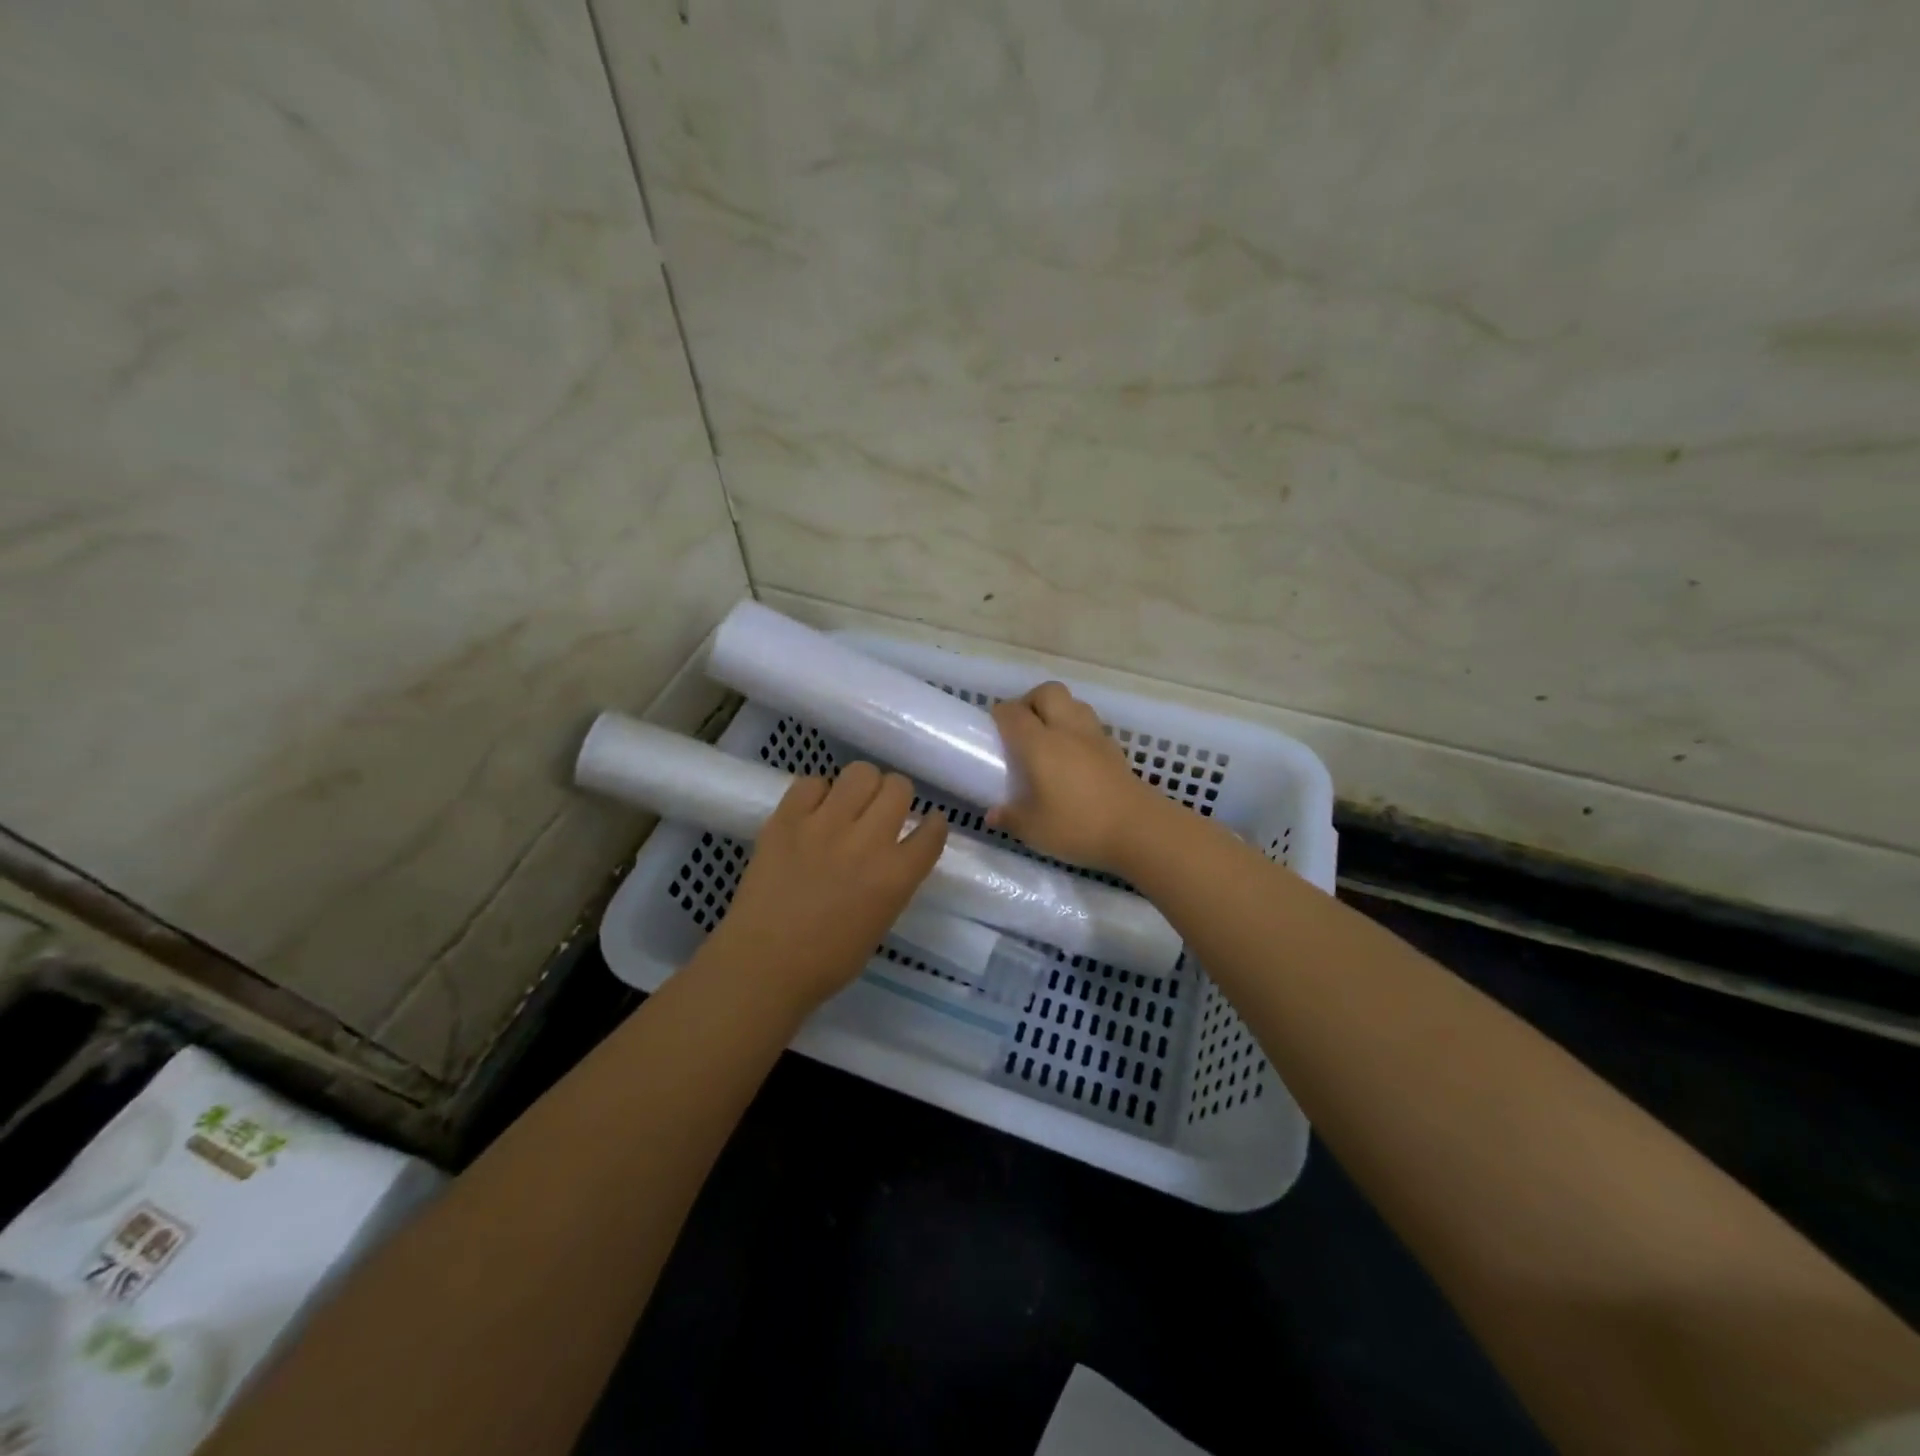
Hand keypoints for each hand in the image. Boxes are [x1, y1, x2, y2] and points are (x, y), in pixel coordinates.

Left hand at [706, 762, 949, 1013]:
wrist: (762, 965)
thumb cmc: (827, 960)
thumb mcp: (880, 922)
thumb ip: (892, 881)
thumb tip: (891, 854)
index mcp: (896, 876)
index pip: (932, 831)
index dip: (933, 824)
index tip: (926, 825)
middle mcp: (867, 842)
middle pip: (898, 787)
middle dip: (895, 796)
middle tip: (880, 811)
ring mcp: (825, 825)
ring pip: (860, 773)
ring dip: (860, 787)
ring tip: (847, 805)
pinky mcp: (787, 819)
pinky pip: (811, 782)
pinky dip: (816, 794)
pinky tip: (811, 813)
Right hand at [987, 682, 1165, 872]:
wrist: (1139, 830)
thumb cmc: (1078, 826)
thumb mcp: (1033, 829)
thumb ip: (1010, 817)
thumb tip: (993, 814)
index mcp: (1040, 744)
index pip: (1013, 713)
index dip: (1000, 715)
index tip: (992, 729)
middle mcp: (1067, 730)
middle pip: (1048, 692)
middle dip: (1030, 701)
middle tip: (1021, 727)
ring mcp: (1095, 737)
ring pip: (1073, 703)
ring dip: (1057, 711)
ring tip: (1048, 739)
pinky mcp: (1115, 750)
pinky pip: (1090, 725)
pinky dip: (1077, 730)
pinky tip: (1073, 757)